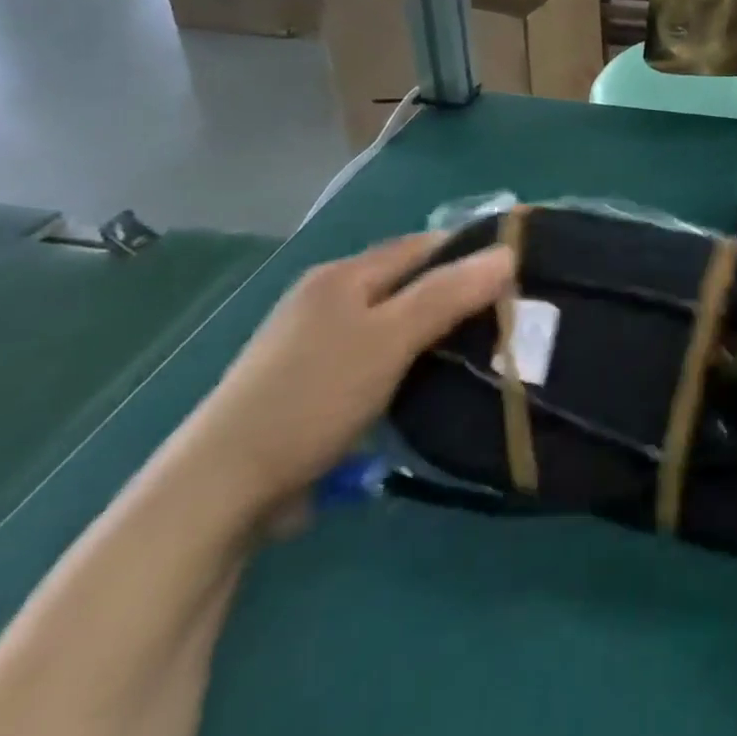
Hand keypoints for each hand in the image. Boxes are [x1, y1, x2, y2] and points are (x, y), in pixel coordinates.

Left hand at [178, 234, 512, 522]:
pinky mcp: (308, 386)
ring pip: (392, 323)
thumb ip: (449, 293)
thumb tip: (509, 252)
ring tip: (477, 350)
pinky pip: (374, 358)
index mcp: (343, 276)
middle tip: (504, 316)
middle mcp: (326, 299)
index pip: (422, 245)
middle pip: (407, 283)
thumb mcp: (390, 339)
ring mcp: (312, 344)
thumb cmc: (313, 397)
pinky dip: (404, 364)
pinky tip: (424, 386)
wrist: (220, 490)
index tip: (516, 271)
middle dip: (454, 294)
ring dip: (431, 333)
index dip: (469, 250)